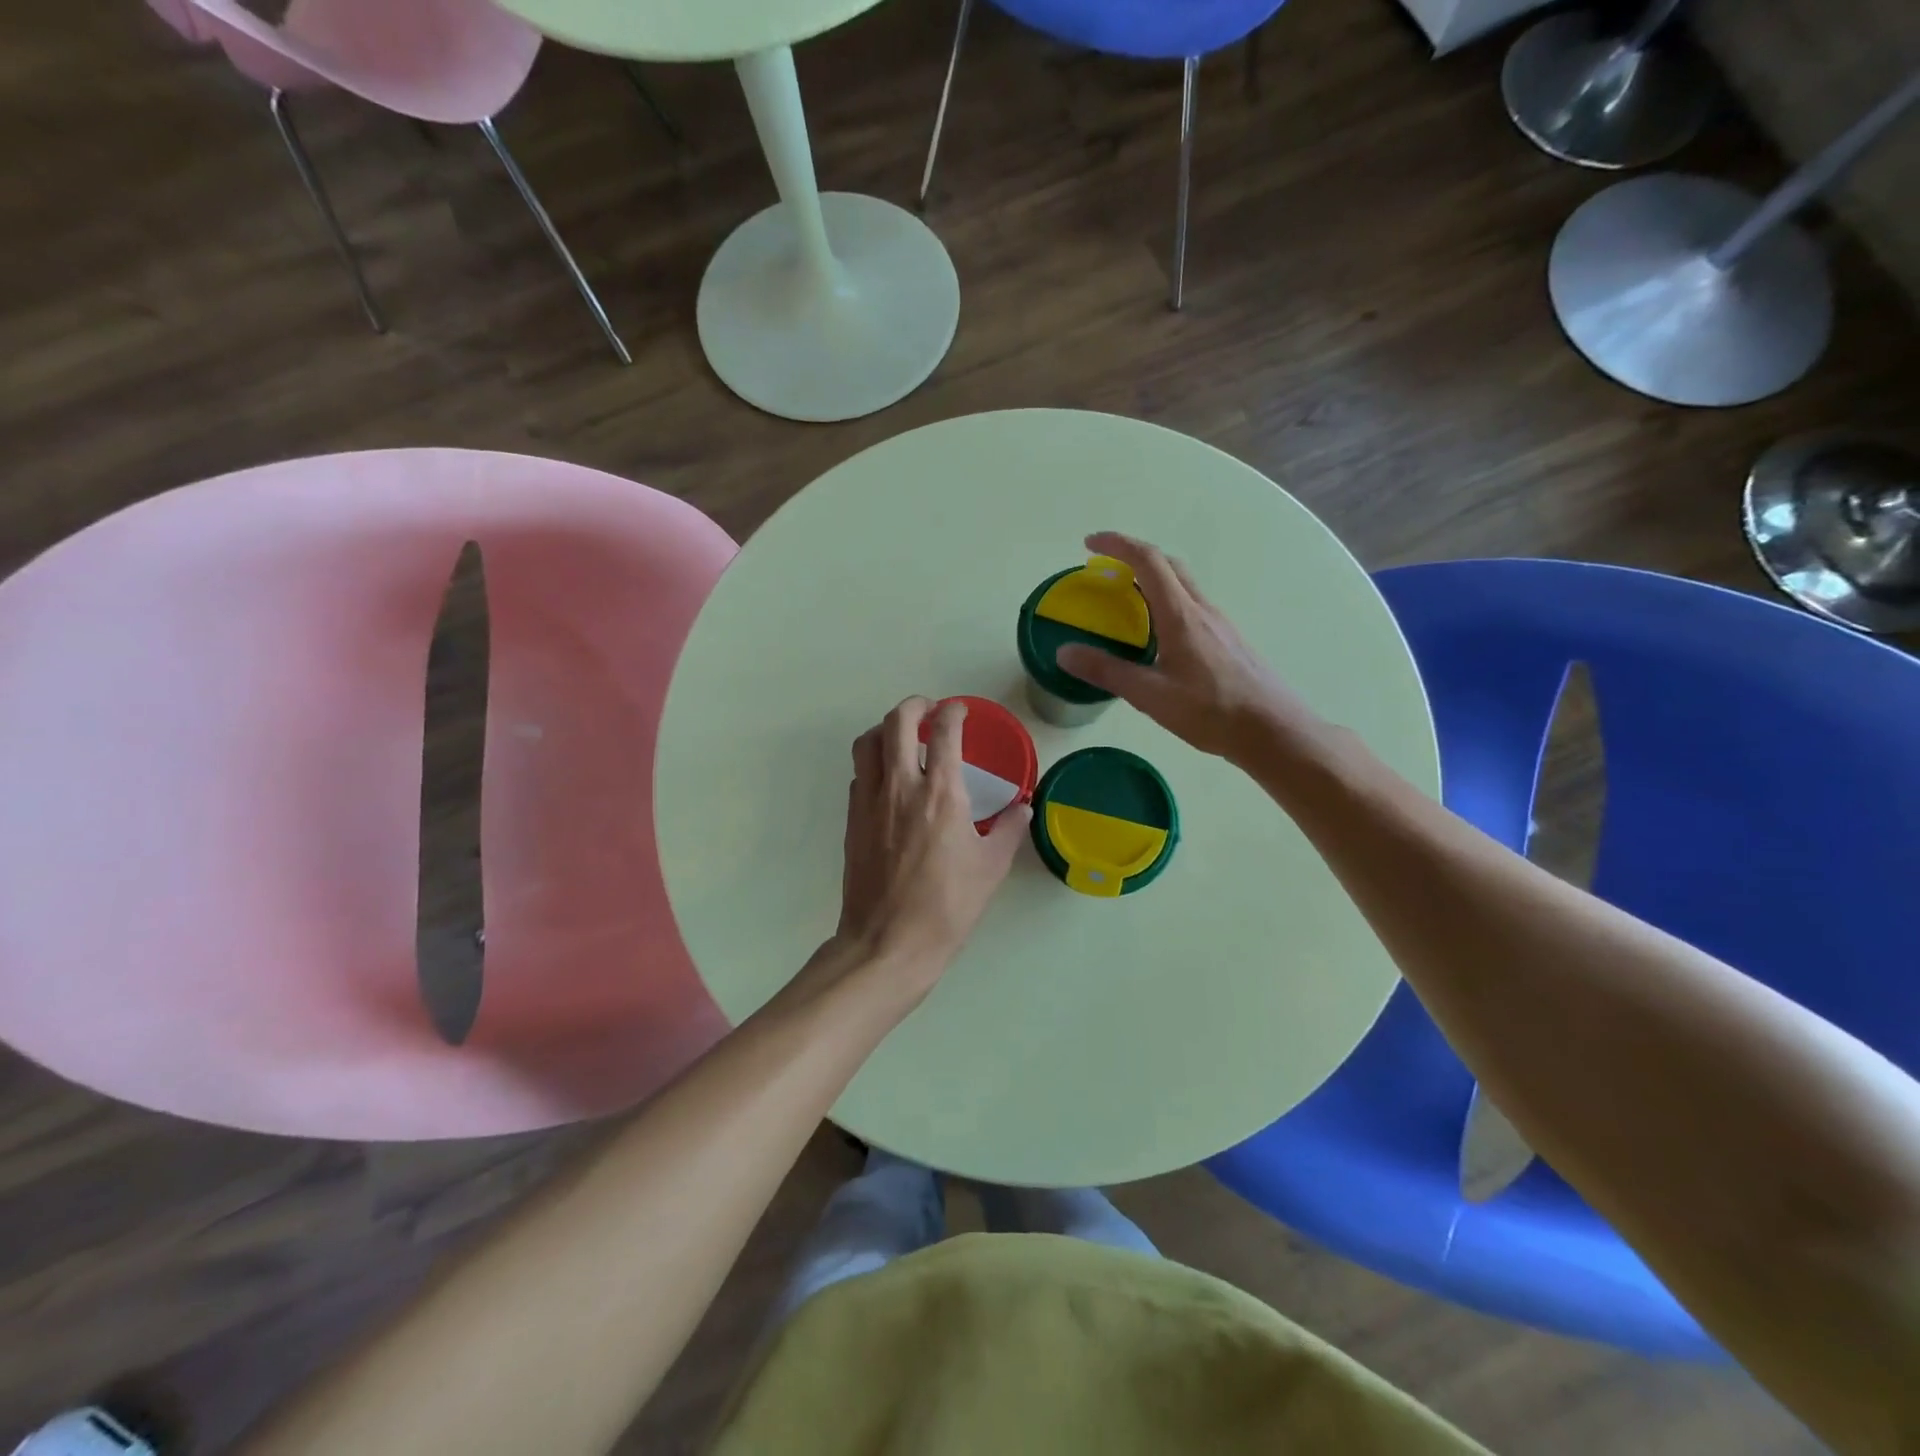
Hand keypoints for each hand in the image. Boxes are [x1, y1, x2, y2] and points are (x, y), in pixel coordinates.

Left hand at [831, 697, 1030, 999]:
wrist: (888, 943)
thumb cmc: (947, 907)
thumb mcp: (991, 869)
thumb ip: (1010, 830)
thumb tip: (1023, 807)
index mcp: (941, 793)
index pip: (944, 731)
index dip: (954, 711)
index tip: (961, 711)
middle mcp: (901, 785)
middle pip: (897, 721)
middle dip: (915, 705)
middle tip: (930, 710)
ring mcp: (870, 800)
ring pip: (868, 741)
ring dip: (886, 728)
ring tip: (904, 737)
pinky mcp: (852, 819)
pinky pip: (860, 773)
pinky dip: (874, 762)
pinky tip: (889, 780)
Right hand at [1056, 531, 1325, 765]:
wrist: (1272, 730)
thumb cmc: (1210, 711)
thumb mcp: (1150, 695)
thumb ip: (1107, 671)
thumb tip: (1064, 652)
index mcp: (1181, 614)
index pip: (1147, 561)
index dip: (1117, 545)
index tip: (1089, 544)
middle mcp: (1202, 610)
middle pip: (1169, 565)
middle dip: (1134, 557)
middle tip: (1105, 570)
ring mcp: (1220, 624)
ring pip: (1184, 586)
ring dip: (1153, 581)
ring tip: (1127, 603)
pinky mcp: (1229, 641)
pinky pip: (1193, 607)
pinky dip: (1168, 604)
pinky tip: (1159, 637)